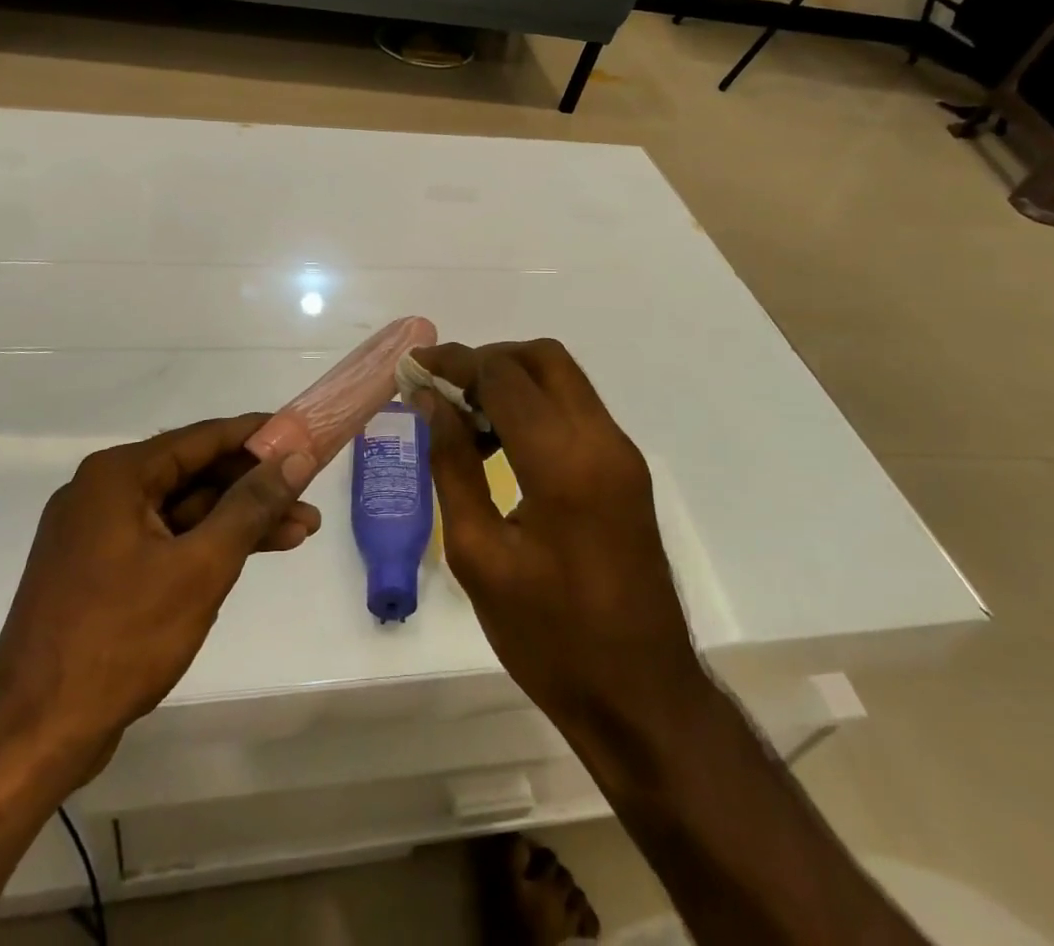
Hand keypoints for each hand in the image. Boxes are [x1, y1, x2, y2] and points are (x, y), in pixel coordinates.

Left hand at [0, 415, 319, 789]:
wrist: (32, 737)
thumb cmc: (120, 640)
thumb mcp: (201, 567)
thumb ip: (252, 505)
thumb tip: (297, 456)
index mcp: (117, 476)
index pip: (203, 438)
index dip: (258, 436)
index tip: (304, 436)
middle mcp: (102, 492)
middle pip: (195, 475)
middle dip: (255, 489)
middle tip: (308, 499)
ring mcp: (96, 533)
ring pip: (183, 511)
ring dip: (237, 521)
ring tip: (299, 533)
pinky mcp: (98, 570)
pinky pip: (163, 540)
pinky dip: (205, 547)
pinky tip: (247, 556)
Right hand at [409, 342, 703, 747]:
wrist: (640, 695)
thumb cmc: (548, 637)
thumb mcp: (479, 554)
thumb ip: (452, 465)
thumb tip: (430, 401)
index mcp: (563, 462)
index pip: (503, 375)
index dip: (453, 363)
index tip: (414, 368)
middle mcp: (601, 440)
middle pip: (542, 357)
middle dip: (487, 360)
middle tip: (443, 391)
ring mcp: (621, 453)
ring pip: (562, 379)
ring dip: (512, 381)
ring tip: (465, 420)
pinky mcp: (626, 470)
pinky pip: (575, 410)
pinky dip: (535, 406)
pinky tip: (502, 444)